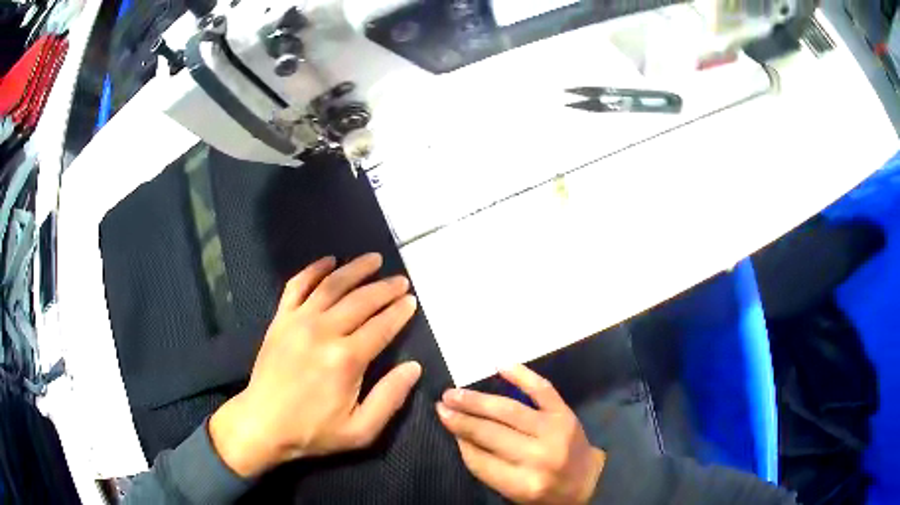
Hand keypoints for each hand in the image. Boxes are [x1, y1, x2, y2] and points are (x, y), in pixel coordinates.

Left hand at [209, 253, 420, 477]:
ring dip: (355, 269)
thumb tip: (414, 367)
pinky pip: (297, 285)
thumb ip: (390, 398)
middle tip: (401, 281)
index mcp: (346, 359)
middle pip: (361, 300)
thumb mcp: (361, 430)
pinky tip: (329, 261)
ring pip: (332, 285)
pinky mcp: (280, 319)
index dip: (400, 312)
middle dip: (385, 288)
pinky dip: (314, 269)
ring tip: (374, 259)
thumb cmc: (313, 431)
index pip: (382, 326)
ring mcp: (298, 321)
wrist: (262, 424)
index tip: (412, 301)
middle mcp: (323, 331)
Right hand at [437, 365, 604, 503]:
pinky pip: (542, 390)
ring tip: (454, 393)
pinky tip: (500, 365)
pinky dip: (522, 375)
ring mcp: (554, 431)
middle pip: (491, 433)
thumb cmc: (546, 491)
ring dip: (478, 400)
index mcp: (524, 484)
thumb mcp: (513, 492)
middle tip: (440, 405)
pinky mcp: (565, 414)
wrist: (589, 480)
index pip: (480, 460)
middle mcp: (539, 457)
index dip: (460, 441)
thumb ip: (488, 468)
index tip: (444, 424)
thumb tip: (460, 437)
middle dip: (462, 419)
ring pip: (509, 411)